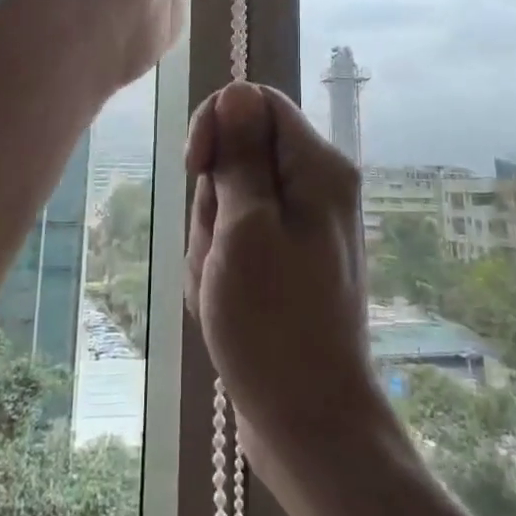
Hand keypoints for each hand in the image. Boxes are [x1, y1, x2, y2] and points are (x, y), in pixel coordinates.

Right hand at [185, 84, 395, 500]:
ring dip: (212, 236)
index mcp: (318, 167)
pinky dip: (220, 261)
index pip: (256, 102)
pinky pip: (238, 235)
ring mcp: (301, 224)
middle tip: (220, 252)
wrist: (310, 423)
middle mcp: (316, 185)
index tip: (197, 168)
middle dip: (213, 197)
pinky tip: (225, 301)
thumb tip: (237, 92)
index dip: (218, 124)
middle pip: (240, 153)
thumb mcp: (246, 230)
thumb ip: (241, 157)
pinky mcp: (286, 257)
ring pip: (231, 197)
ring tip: (222, 286)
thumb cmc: (274, 325)